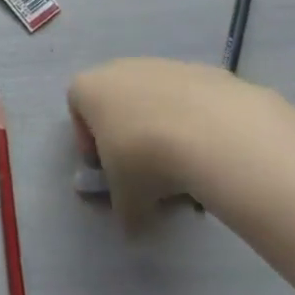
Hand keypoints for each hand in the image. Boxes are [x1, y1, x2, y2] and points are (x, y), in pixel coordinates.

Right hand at [66, 58, 273, 229]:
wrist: (216, 134)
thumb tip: (133, 228)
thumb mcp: (126, 196)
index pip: (78, 111)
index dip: (89, 144)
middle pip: (120, 104)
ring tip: (190, 172)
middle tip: (149, 175)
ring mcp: (166, 66)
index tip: (108, 171)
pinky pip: (196, 103)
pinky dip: (201, 126)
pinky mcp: (207, 72)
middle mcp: (121, 68)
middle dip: (130, 137)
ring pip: (159, 102)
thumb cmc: (147, 158)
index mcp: (88, 88)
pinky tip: (217, 155)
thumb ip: (122, 208)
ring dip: (166, 132)